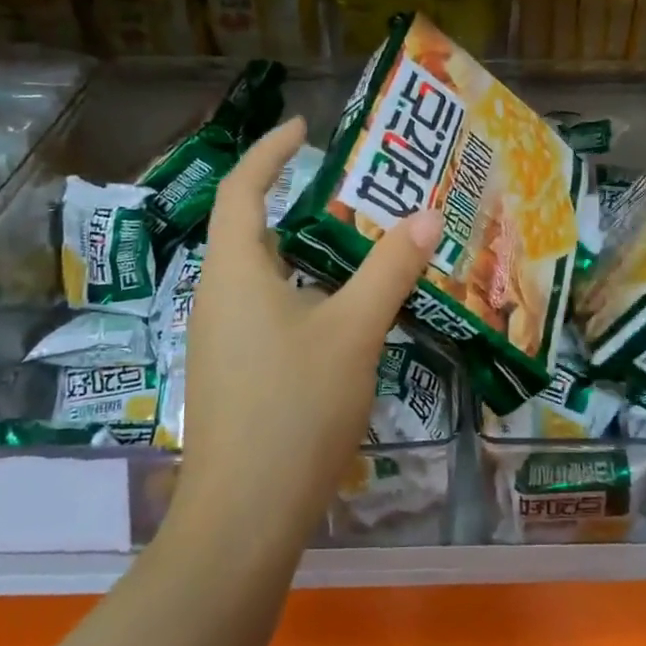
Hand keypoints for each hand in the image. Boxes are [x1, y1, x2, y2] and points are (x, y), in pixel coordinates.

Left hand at [180, 116, 443, 538]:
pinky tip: (343, 311)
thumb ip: (390, 268)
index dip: (271, 151)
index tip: (304, 127)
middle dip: (296, 198)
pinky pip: (268, 309)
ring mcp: (221, 339)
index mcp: (235, 272)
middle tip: (353, 187)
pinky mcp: (234, 373)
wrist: (244, 518)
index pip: (243, 188)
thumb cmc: (295, 408)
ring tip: (358, 242)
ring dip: (305, 249)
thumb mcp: (354, 329)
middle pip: (251, 228)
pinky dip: (304, 290)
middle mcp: (218, 297)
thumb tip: (427, 214)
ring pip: (263, 273)